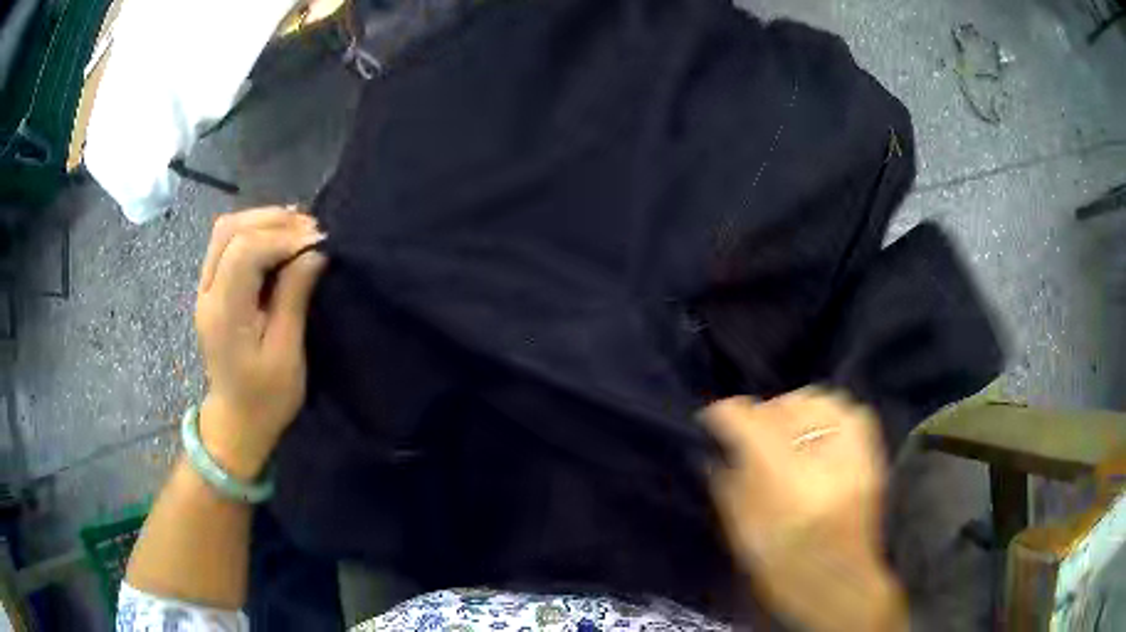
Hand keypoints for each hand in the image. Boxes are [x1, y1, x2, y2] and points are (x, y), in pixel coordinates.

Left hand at [194, 207, 327, 479]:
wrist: (237, 420)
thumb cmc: (266, 398)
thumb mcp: (286, 355)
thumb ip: (294, 298)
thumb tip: (313, 253)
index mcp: (224, 313)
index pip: (244, 251)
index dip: (281, 237)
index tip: (317, 242)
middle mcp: (207, 293)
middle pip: (229, 230)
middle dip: (272, 220)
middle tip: (311, 228)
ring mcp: (205, 288)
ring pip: (226, 230)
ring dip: (263, 221)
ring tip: (298, 228)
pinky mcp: (212, 288)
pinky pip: (227, 243)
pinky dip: (255, 231)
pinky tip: (279, 237)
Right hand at [701, 388, 905, 631]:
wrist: (843, 586)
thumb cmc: (785, 573)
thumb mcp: (743, 536)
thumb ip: (727, 486)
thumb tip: (715, 448)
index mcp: (787, 487)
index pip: (751, 424)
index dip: (726, 414)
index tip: (713, 418)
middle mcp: (823, 463)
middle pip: (784, 406)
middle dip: (759, 415)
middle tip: (750, 435)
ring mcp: (853, 455)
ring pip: (818, 400)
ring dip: (792, 410)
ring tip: (783, 432)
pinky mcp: (871, 456)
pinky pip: (848, 411)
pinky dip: (826, 413)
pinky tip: (814, 433)